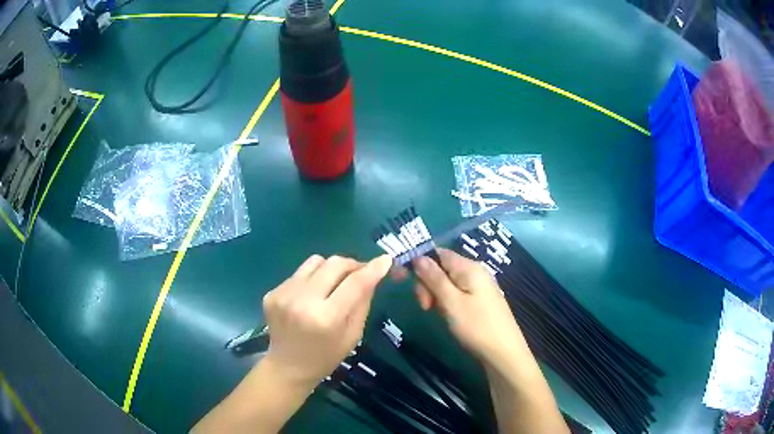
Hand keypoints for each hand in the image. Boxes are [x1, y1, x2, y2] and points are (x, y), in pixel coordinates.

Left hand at [261, 254, 392, 387]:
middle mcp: (302, 301)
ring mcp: (283, 294)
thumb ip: (363, 302)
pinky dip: (312, 279)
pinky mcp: (272, 292)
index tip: (386, 259)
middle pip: (334, 264)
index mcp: (326, 318)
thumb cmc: (326, 357)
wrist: (288, 366)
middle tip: (359, 274)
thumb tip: (374, 272)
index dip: (373, 269)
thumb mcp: (353, 334)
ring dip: (330, 269)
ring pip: (315, 261)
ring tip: (333, 285)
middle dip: (352, 265)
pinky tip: (312, 296)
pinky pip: (300, 273)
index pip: (354, 283)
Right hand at [409, 249, 526, 371]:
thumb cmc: (476, 326)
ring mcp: (479, 287)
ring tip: (436, 313)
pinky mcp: (481, 300)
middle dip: (428, 283)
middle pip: (442, 268)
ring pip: (448, 282)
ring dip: (436, 295)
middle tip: (425, 307)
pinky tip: (448, 315)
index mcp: (469, 267)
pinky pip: (458, 293)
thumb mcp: (451, 302)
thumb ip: (434, 278)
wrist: (504, 352)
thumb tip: (418, 257)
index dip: (420, 264)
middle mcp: (475, 272)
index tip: (406, 283)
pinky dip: (447, 302)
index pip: (438, 253)